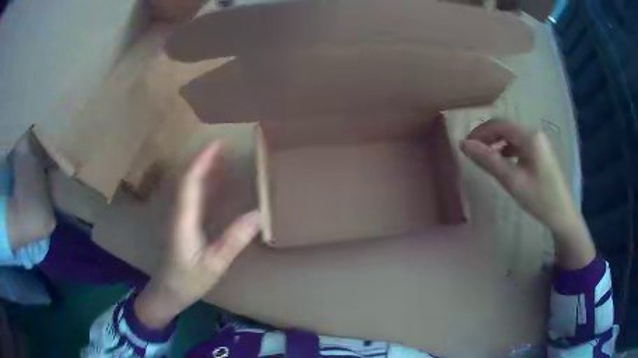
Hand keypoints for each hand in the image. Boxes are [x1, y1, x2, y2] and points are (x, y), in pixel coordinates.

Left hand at [135, 142, 259, 328]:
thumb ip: (233, 240)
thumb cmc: (189, 280)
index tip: (217, 143)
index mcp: (184, 219)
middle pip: (188, 178)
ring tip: (222, 157)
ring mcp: (179, 217)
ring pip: (189, 186)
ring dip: (203, 169)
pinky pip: (193, 197)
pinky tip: (215, 184)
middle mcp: (179, 213)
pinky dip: (204, 184)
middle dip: (204, 159)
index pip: (190, 182)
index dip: (203, 161)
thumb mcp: (215, 264)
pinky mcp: (182, 223)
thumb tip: (257, 214)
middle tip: (225, 145)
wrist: (168, 292)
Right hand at [461, 119, 595, 269]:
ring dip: (496, 144)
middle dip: (487, 137)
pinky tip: (502, 162)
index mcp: (529, 136)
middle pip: (505, 128)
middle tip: (472, 153)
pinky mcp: (540, 153)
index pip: (498, 124)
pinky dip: (507, 151)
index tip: (465, 146)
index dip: (479, 132)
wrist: (562, 215)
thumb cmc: (539, 198)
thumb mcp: (512, 180)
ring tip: (484, 158)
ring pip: (511, 137)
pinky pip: (519, 145)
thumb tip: (463, 144)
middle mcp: (534, 134)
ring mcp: (539, 143)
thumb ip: (488, 160)